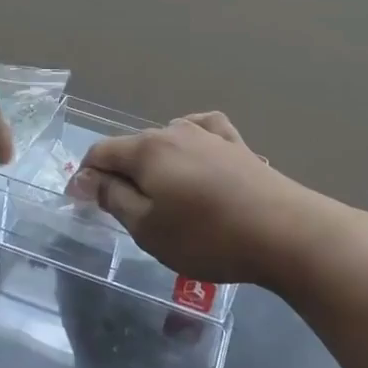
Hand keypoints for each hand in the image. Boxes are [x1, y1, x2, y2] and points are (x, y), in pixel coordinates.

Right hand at [69, 113, 360, 295]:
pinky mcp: (237, 146)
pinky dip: (189, 144)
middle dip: (120, 173)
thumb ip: (113, 198)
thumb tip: (87, 177)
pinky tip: (195, 156)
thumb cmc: (207, 236)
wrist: (284, 232)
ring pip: (166, 141)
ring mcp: (210, 135)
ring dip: (154, 164)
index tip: (84, 206)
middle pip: (133, 146)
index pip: (101, 152)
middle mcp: (175, 131)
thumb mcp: (148, 227)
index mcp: (147, 149)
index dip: (86, 177)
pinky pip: (202, 133)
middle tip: (124, 212)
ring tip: (161, 195)